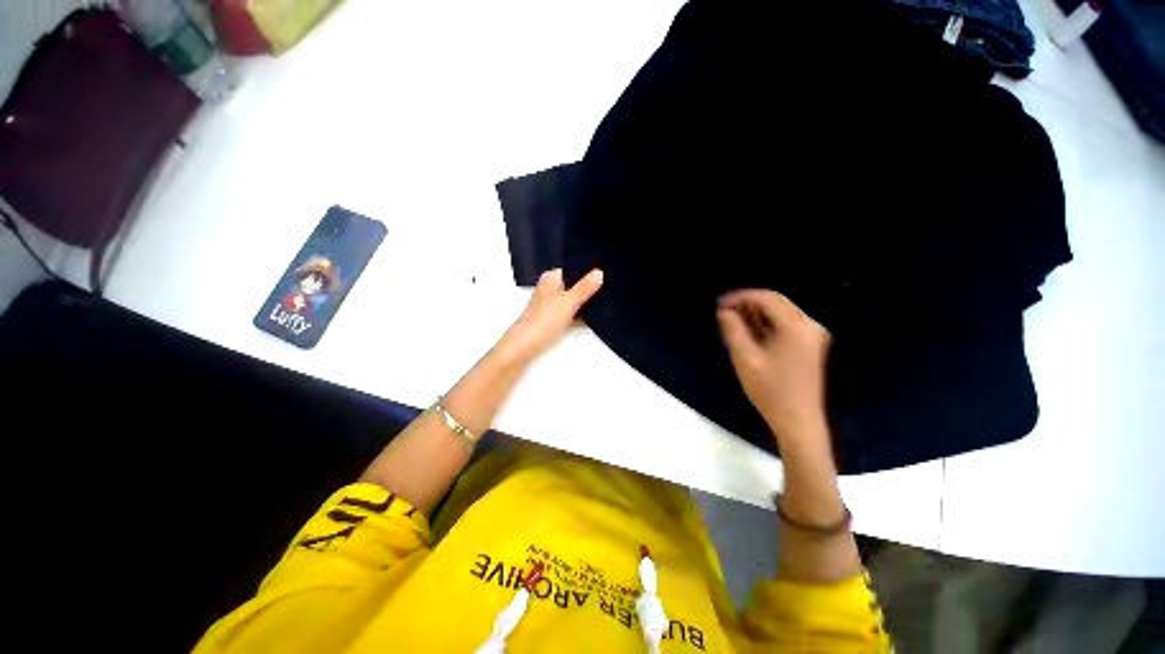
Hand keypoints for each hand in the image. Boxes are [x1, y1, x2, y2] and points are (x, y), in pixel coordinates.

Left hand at [497, 268, 603, 363]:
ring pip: (573, 300)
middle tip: (608, 286)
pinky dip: (581, 315)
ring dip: (585, 302)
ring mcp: (552, 305)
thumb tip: (599, 272)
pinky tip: (594, 319)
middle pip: (573, 285)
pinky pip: (572, 314)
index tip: (604, 271)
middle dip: (587, 287)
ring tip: (606, 300)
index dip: (586, 270)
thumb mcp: (569, 300)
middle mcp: (550, 289)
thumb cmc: (545, 318)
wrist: (527, 344)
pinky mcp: (554, 320)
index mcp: (551, 279)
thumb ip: (585, 287)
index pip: (571, 268)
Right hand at [716, 290, 831, 449]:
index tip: (720, 304)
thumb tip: (724, 311)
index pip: (767, 298)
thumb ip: (733, 330)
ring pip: (781, 313)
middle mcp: (810, 325)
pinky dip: (767, 324)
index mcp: (796, 327)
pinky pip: (786, 325)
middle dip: (748, 303)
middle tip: (723, 311)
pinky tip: (750, 332)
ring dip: (756, 313)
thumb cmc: (770, 391)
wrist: (799, 422)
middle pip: (776, 303)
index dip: (741, 297)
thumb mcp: (745, 359)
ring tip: (732, 321)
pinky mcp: (811, 346)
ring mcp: (813, 336)